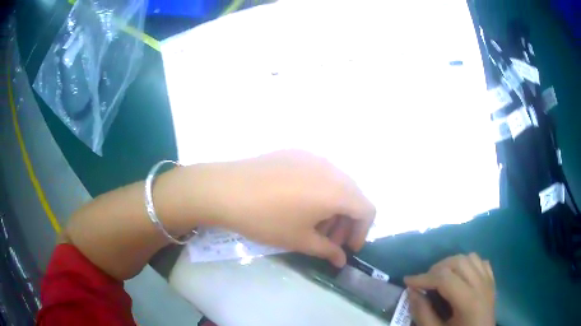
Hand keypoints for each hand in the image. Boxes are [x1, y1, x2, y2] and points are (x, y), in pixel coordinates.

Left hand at [190, 150, 375, 266]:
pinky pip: (318, 174)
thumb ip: (327, 250)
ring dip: (333, 207)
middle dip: (346, 222)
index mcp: (338, 190)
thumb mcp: (299, 239)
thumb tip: (341, 260)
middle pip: (353, 196)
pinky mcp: (295, 153)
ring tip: (313, 224)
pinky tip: (298, 204)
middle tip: (328, 241)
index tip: (347, 248)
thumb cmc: (266, 219)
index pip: (367, 210)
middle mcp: (331, 168)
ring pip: (336, 184)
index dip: (361, 232)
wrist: (225, 189)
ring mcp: (313, 157)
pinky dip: (319, 192)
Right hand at [404, 253, 494, 325]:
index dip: (423, 278)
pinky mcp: (491, 282)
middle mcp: (481, 285)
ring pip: (470, 258)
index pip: (445, 278)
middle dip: (436, 268)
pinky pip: (480, 262)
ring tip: (440, 277)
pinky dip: (467, 263)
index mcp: (469, 301)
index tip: (407, 281)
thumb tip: (412, 292)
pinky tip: (459, 275)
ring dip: (451, 263)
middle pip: (458, 262)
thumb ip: (423, 314)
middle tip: (423, 282)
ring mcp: (488, 282)